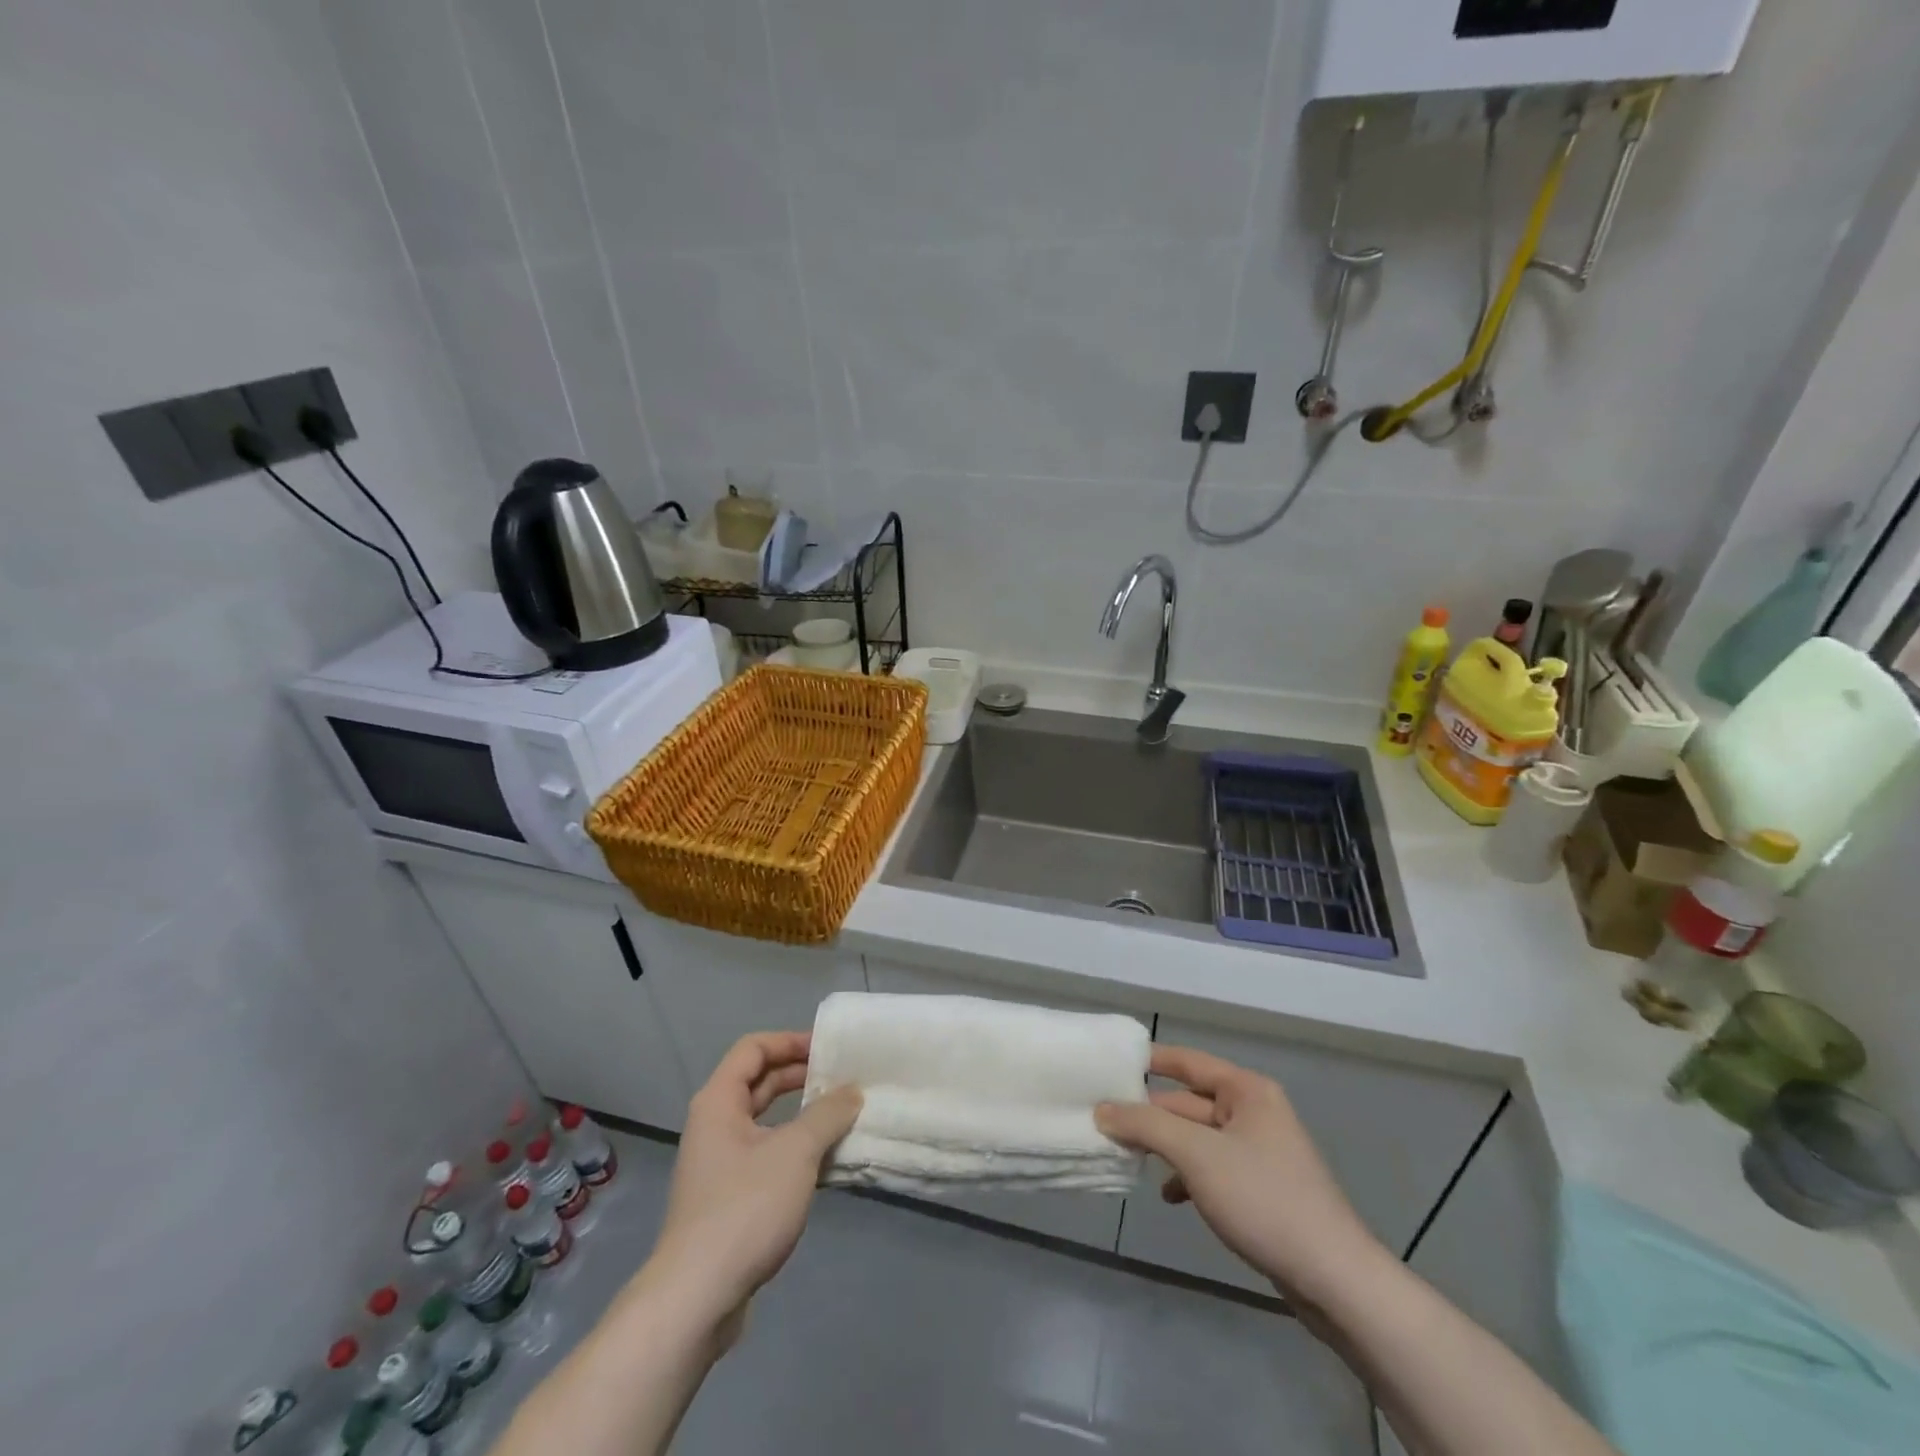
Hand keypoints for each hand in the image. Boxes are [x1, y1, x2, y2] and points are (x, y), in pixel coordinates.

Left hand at [646, 1032, 861, 1319]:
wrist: (696, 1297)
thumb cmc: (745, 1208)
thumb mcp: (796, 1152)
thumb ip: (827, 1114)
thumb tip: (852, 1091)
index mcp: (719, 1102)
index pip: (753, 1048)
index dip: (790, 1041)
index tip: (828, 1048)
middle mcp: (714, 1125)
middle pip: (758, 1082)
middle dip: (799, 1076)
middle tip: (841, 1077)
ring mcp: (719, 1163)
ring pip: (764, 1121)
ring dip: (801, 1114)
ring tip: (841, 1114)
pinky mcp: (728, 1198)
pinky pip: (766, 1154)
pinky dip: (794, 1148)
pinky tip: (826, 1161)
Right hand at [1095, 1045, 1388, 1307]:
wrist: (1333, 1279)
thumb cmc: (1262, 1199)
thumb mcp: (1196, 1155)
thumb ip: (1145, 1126)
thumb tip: (1103, 1110)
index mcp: (1247, 1091)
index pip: (1188, 1061)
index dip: (1151, 1059)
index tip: (1112, 1062)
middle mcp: (1255, 1112)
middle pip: (1189, 1103)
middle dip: (1151, 1114)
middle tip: (1105, 1121)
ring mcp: (1260, 1152)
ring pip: (1199, 1138)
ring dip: (1166, 1148)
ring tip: (1128, 1159)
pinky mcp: (1262, 1189)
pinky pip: (1213, 1168)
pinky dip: (1188, 1176)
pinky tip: (1170, 1197)